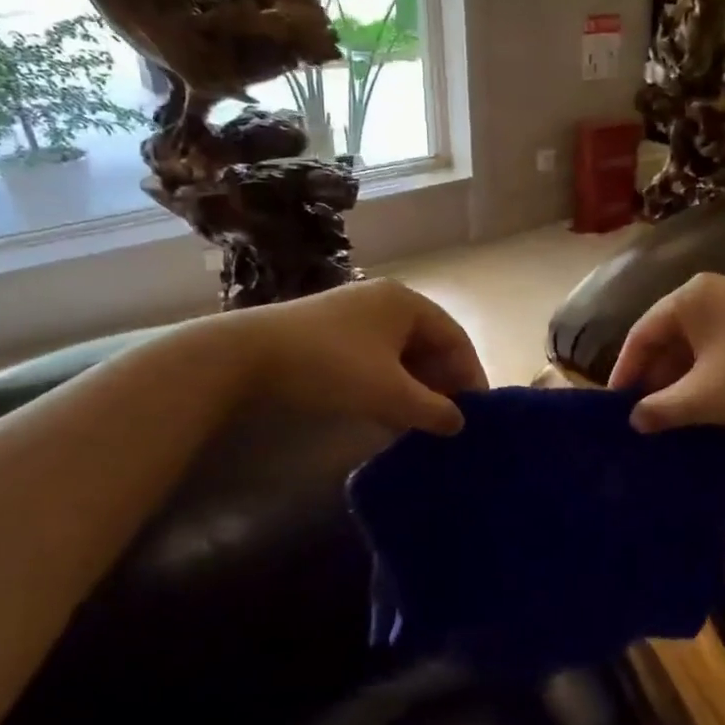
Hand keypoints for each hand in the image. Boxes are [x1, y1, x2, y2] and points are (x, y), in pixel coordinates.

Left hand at [226, 278, 487, 435]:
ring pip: (401, 354)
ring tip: (421, 423)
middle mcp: (385, 301)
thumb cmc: (331, 367)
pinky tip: (387, 413)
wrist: (246, 358)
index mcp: (407, 303)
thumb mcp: (390, 393)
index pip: (456, 339)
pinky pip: (376, 358)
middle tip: (450, 421)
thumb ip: (432, 410)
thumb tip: (458, 423)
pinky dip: (389, 384)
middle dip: (442, 384)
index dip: (471, 376)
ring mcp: (355, 315)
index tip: (479, 413)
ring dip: (415, 388)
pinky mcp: (330, 332)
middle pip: (429, 345)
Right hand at [608, 273, 724, 432]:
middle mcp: (714, 289)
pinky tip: (711, 399)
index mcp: (690, 297)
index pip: (642, 333)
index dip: (625, 371)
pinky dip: (709, 370)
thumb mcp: (704, 398)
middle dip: (655, 375)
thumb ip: (661, 409)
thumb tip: (634, 419)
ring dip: (682, 376)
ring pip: (698, 341)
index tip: (615, 406)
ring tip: (674, 411)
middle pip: (670, 334)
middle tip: (645, 412)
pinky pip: (723, 343)